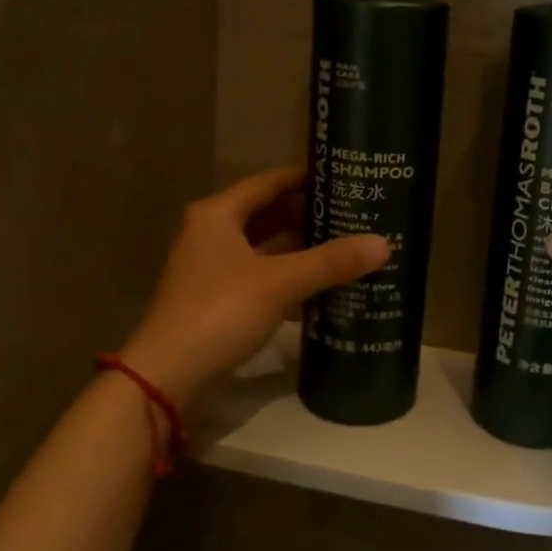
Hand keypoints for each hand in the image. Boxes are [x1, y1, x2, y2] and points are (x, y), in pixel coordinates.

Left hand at [122, 167, 389, 407]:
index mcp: (218, 214)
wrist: (168, 374)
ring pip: (265, 249)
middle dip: (308, 216)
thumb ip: (331, 262)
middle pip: (267, 214)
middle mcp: (211, 234)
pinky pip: (260, 278)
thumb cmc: (220, 311)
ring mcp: (211, 269)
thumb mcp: (280, 282)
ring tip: (346, 248)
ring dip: (300, 250)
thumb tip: (383, 244)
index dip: (304, 178)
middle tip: (353, 214)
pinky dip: (287, 279)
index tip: (342, 177)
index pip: (268, 182)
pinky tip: (321, 288)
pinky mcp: (216, 300)